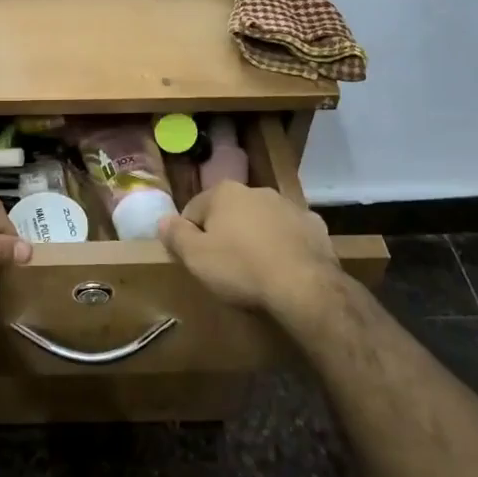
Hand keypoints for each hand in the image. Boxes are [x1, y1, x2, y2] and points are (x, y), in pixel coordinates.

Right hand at [158, 182, 341, 318]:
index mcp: (224, 192)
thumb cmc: (241, 268)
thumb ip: (175, 235)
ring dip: (254, 237)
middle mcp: (256, 190)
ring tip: (255, 270)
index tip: (195, 260)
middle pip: (228, 212)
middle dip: (224, 233)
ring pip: (260, 220)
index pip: (193, 210)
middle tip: (223, 267)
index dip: (189, 236)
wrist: (305, 286)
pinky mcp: (314, 225)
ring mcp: (289, 206)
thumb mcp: (196, 257)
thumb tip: (163, 220)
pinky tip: (283, 268)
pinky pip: (289, 234)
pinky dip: (283, 245)